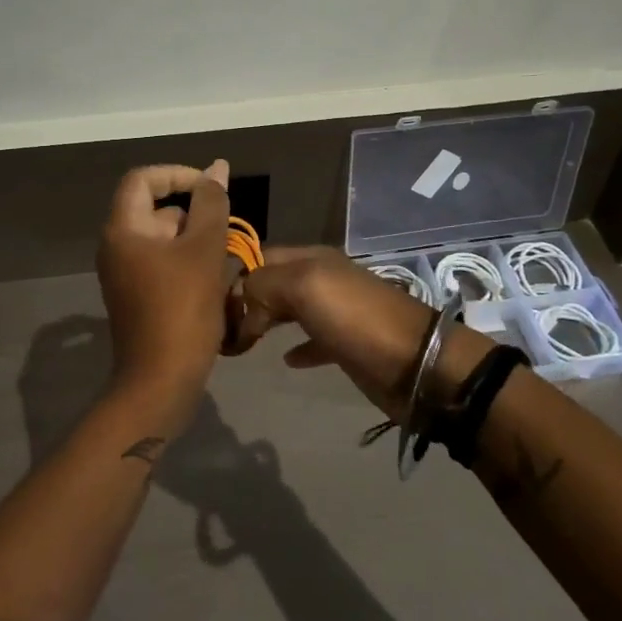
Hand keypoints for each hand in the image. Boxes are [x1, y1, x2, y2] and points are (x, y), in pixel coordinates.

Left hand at [96, 161, 231, 405]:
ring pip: (163, 238)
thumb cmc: (182, 309)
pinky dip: (187, 263)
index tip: (211, 188)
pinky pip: (162, 263)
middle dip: (193, 214)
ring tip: (223, 261)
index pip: (143, 179)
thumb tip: (216, 168)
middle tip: (224, 234)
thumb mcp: (203, 250)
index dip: (178, 174)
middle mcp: (116, 246)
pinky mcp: (135, 296)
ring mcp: (124, 273)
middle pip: (155, 209)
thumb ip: (211, 204)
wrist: (160, 381)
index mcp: (123, 229)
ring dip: (195, 241)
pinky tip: (212, 281)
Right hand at [229, 247, 494, 420]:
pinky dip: (296, 347)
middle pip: (272, 282)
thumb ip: (263, 285)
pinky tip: (284, 360)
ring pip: (289, 309)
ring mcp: (336, 312)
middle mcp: (321, 279)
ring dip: (264, 321)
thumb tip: (240, 309)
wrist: (417, 365)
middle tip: (217, 328)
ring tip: (238, 343)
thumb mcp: (304, 286)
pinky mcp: (346, 345)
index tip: (204, 302)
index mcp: (311, 259)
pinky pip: (313, 341)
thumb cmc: (356, 319)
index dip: (232, 274)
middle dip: (244, 300)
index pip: (259, 255)